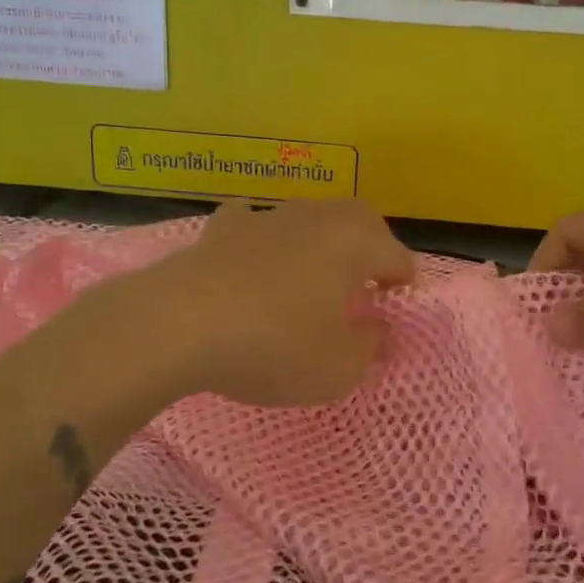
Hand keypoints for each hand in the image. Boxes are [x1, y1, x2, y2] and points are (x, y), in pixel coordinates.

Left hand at [137, 200, 417, 406]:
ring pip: (310, 217)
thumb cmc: (273, 344)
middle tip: (366, 286)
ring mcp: (268, 215)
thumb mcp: (337, 366)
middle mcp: (317, 216)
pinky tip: (254, 255)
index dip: (403, 287)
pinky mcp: (224, 226)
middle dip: (371, 248)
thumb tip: (382, 330)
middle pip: (360, 221)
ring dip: (321, 241)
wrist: (180, 323)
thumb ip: (371, 347)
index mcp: (354, 241)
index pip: (398, 257)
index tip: (394, 315)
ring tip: (313, 277)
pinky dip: (263, 236)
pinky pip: (255, 221)